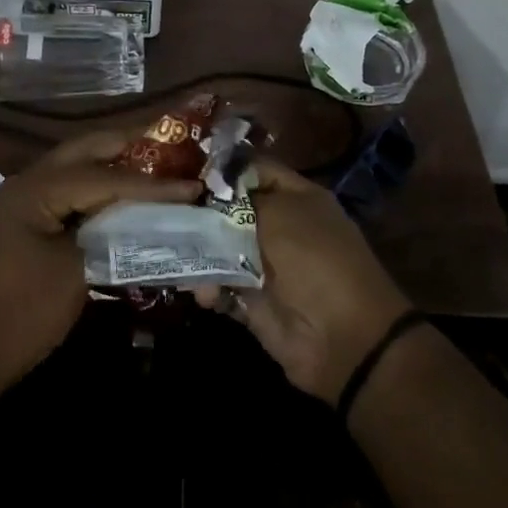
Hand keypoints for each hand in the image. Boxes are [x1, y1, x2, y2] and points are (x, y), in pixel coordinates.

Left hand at [0, 130, 201, 409]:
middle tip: (172, 148)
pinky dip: (96, 188)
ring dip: (112, 164)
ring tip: (156, 165)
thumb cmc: (23, 313)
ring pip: (74, 166)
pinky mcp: (25, 220)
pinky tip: (123, 196)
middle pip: (83, 151)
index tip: (192, 184)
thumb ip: (113, 235)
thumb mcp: (76, 272)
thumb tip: (149, 218)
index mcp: (34, 190)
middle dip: (128, 146)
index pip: (102, 176)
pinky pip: (67, 190)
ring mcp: (22, 200)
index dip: (150, 182)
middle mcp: (25, 183)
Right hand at [198, 159, 410, 403]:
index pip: (253, 170)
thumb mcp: (277, 215)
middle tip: (165, 213)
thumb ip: (237, 201)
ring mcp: (266, 266)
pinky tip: (202, 293)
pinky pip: (221, 287)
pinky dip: (208, 289)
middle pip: (230, 211)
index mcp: (296, 198)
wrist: (342, 337)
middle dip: (200, 212)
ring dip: (199, 254)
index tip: (185, 171)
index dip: (222, 170)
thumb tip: (208, 191)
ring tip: (177, 255)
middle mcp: (281, 227)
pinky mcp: (253, 302)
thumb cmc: (313, 260)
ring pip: (219, 250)